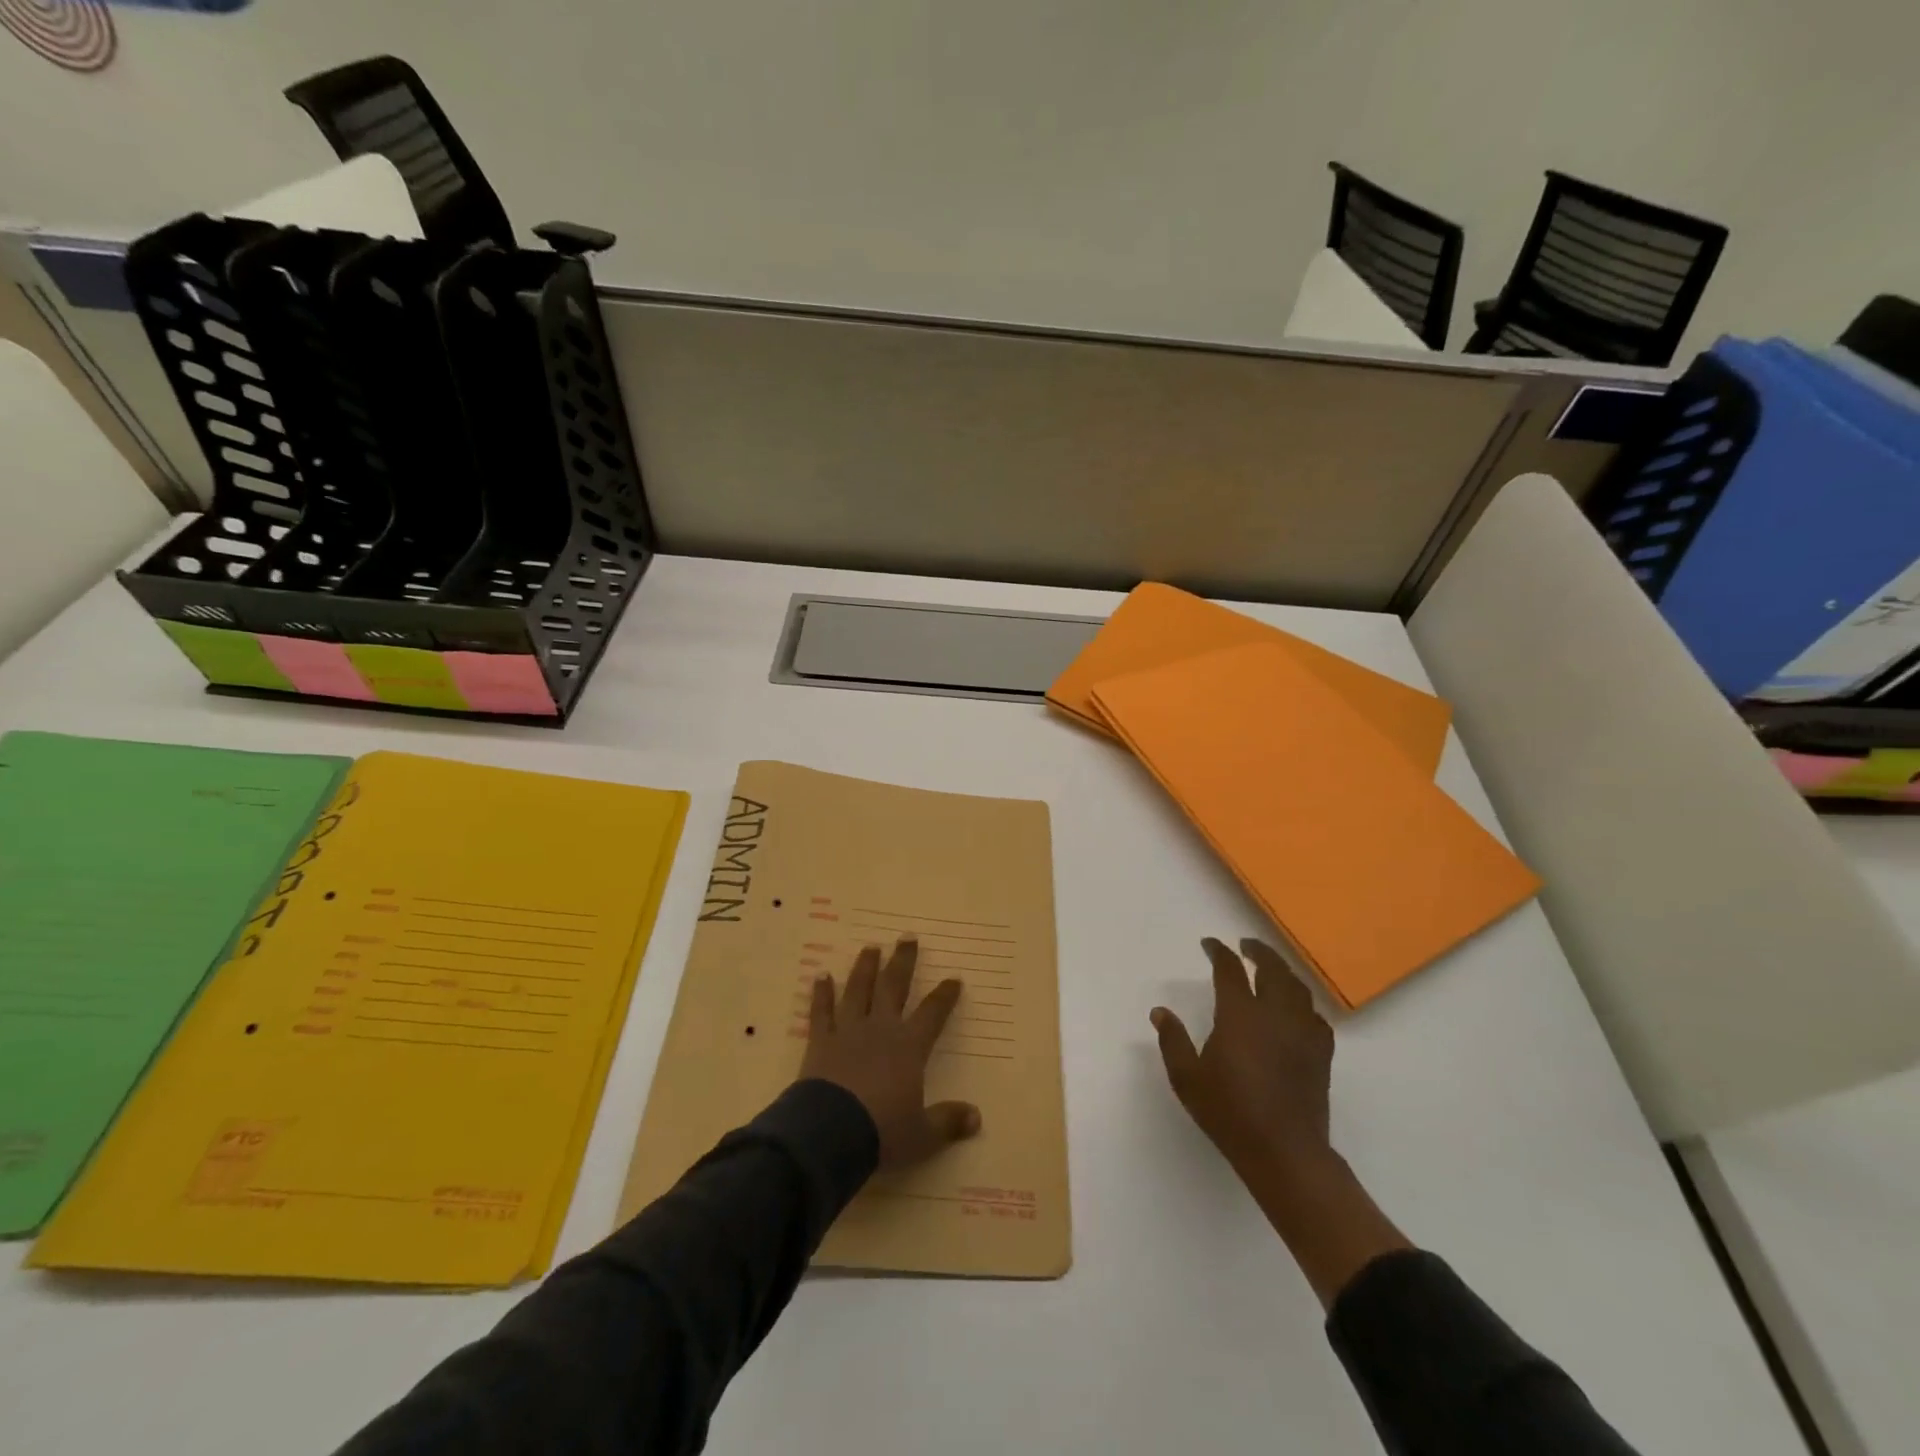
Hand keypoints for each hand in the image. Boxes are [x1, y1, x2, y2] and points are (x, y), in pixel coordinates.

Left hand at [800, 937, 981, 1169]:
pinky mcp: (820, 1042)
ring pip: (858, 990)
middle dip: (903, 962)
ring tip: (870, 947)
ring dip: (865, 968)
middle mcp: (880, 1030)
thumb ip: (948, 1122)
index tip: (954, 978)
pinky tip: (821, 975)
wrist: (829, 1133)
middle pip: (893, 987)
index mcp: (909, 1048)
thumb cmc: (881, 1131)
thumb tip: (977, 1117)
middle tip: (907, 937)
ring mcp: (848, 1031)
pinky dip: (821, 993)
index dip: (944, 996)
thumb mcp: (922, 1134)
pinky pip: (821, 1011)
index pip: (932, 1014)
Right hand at [1153, 938, 1408, 1306]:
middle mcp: (1274, 1014)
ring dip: (1282, 971)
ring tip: (1271, 969)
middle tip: (1246, 944)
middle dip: (1258, 951)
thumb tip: (1160, 1012)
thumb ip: (1172, 1041)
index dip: (1219, 951)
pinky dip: (1302, 1003)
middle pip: (1272, 968)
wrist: (1284, 1152)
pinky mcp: (1321, 1053)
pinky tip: (1295, 1011)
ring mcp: (1302, 1032)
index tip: (1209, 944)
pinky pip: (1314, 1015)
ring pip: (1297, 987)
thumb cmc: (1229, 1112)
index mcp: (1240, 1014)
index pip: (1230, 969)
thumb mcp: (1187, 1078)